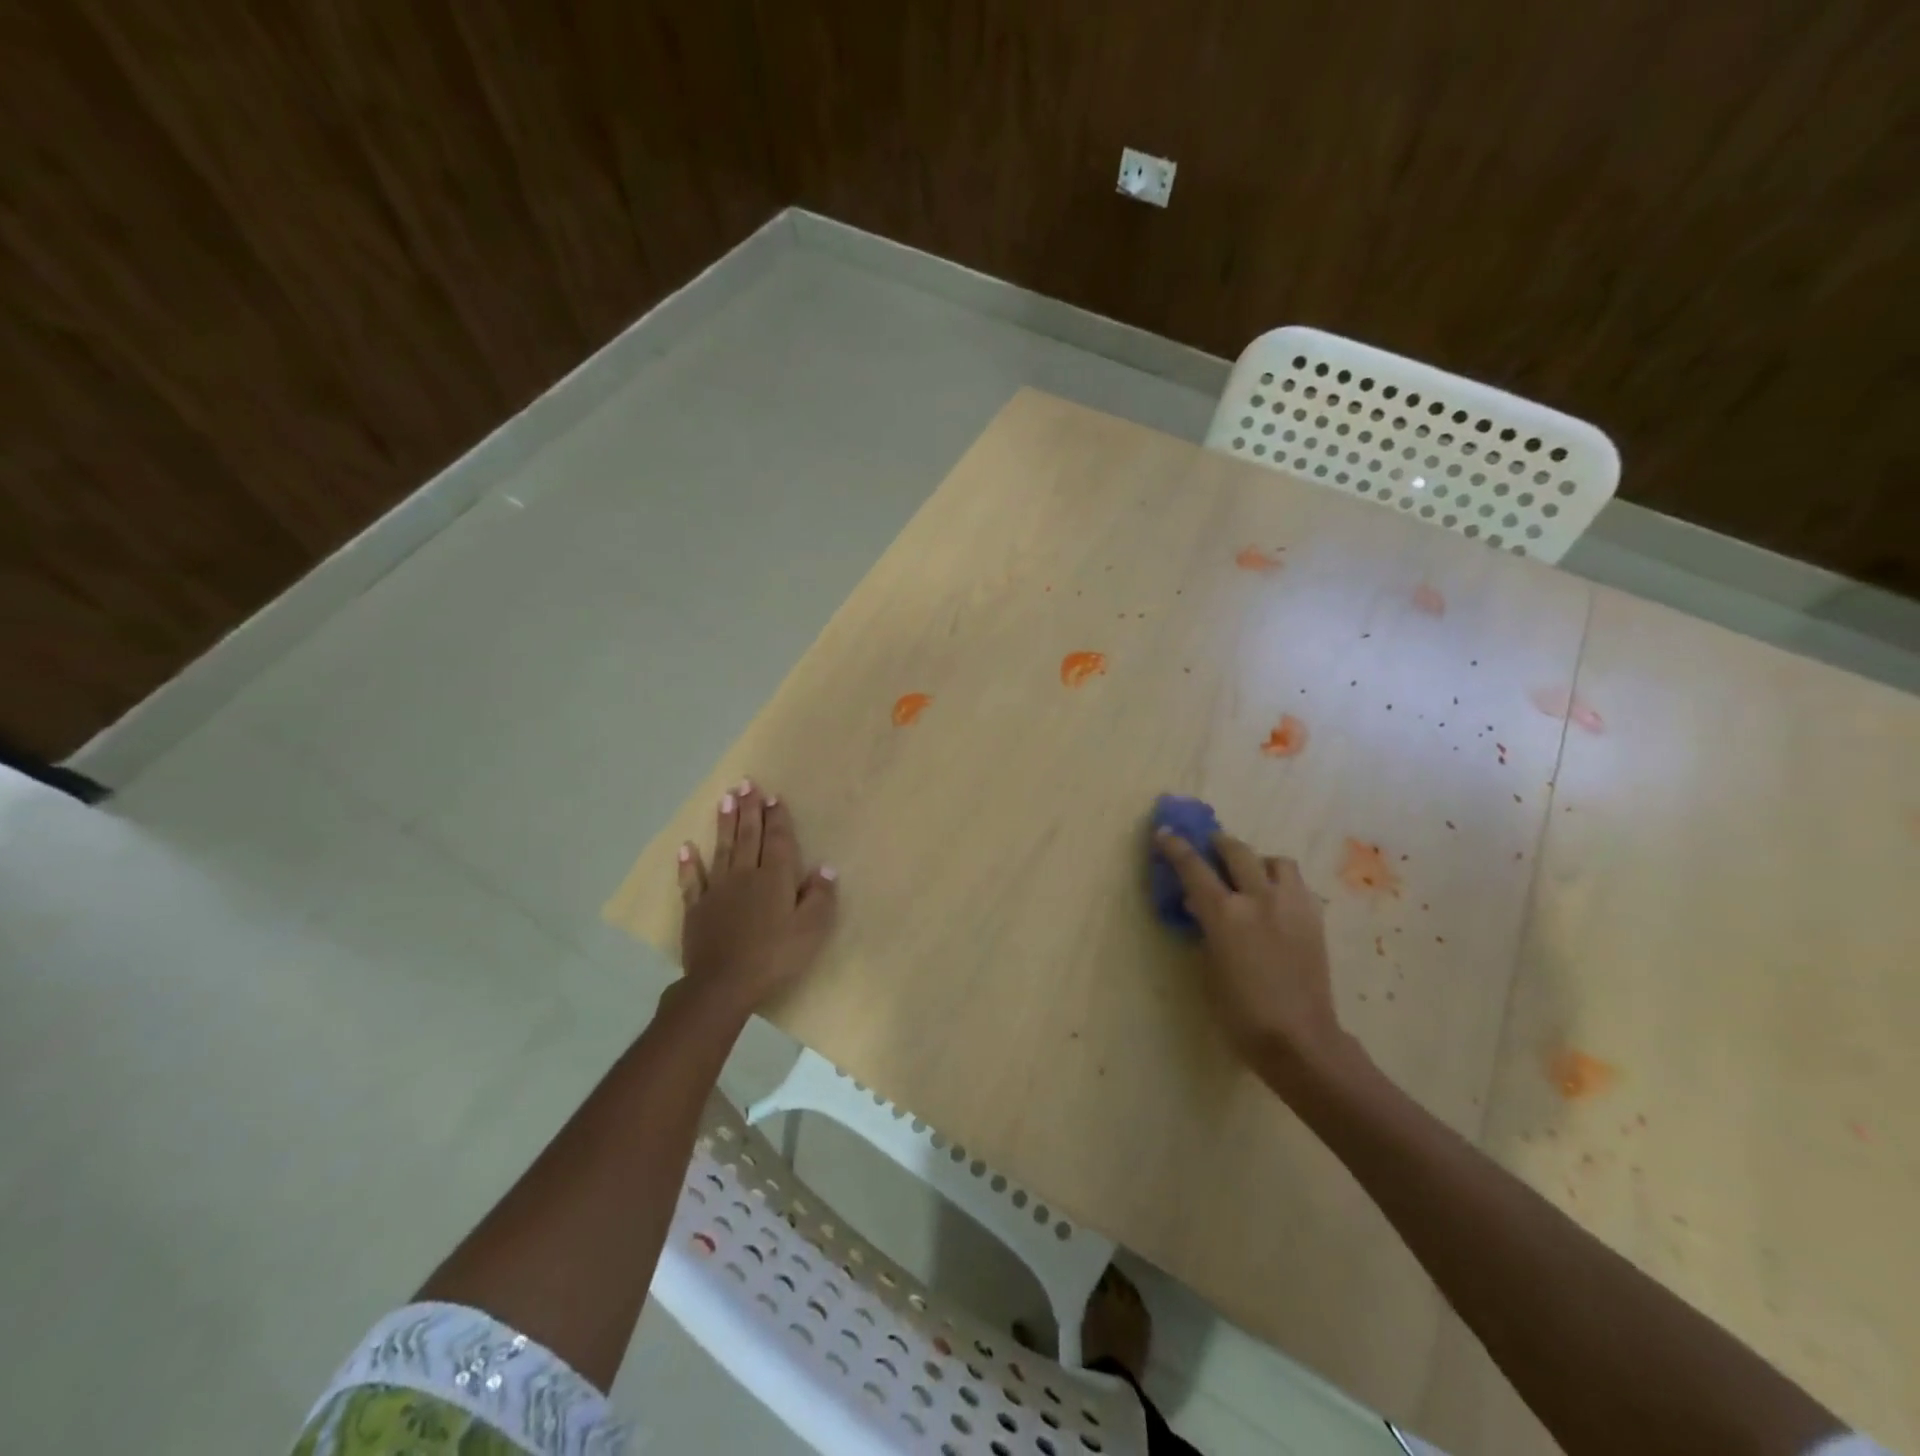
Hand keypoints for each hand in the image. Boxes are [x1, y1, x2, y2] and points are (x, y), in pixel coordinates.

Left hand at [676, 780, 838, 1015]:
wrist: (723, 984)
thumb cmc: (774, 956)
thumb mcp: (811, 930)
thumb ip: (819, 897)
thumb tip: (825, 867)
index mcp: (776, 879)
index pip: (779, 841)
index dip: (777, 818)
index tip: (773, 796)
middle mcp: (746, 875)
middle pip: (749, 836)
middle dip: (750, 809)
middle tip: (746, 784)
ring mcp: (718, 890)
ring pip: (723, 849)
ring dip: (725, 823)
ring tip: (725, 799)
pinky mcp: (697, 908)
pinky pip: (693, 880)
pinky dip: (689, 863)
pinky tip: (686, 847)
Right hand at [1154, 827, 1354, 1081]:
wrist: (1299, 1038)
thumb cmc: (1240, 1012)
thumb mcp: (1209, 967)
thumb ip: (1205, 929)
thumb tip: (1199, 906)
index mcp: (1225, 913)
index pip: (1193, 867)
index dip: (1175, 847)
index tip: (1164, 833)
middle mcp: (1259, 899)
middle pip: (1236, 851)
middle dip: (1218, 844)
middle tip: (1209, 847)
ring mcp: (1291, 905)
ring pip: (1275, 860)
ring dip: (1257, 861)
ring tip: (1250, 875)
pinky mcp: (1314, 917)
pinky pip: (1296, 884)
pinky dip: (1281, 882)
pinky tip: (1274, 901)